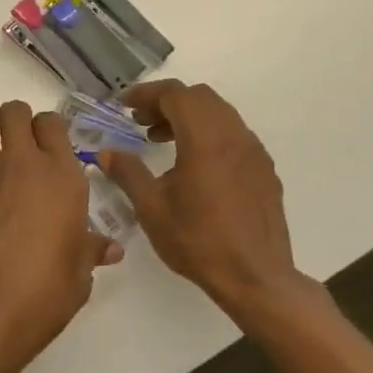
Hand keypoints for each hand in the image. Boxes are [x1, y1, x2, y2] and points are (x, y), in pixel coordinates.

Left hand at [0, 101, 122, 372]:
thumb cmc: (40, 296)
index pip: (52, 123)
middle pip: (15, 111)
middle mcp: (20, 160)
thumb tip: (110, 248)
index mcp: (60, 176)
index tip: (44, 150)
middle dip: (14, 123)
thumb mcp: (77, 276)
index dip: (47, 132)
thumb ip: (90, 250)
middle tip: (13, 149)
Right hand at [100, 80, 317, 322]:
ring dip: (189, 117)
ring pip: (220, 114)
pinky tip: (195, 166)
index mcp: (205, 139)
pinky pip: (234, 135)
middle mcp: (234, 136)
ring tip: (163, 141)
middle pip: (200, 97)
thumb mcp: (152, 208)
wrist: (256, 278)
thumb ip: (128, 173)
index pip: (176, 94)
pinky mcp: (265, 170)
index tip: (125, 105)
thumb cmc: (198, 241)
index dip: (147, 94)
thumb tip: (107, 153)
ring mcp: (254, 152)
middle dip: (167, 102)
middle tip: (141, 122)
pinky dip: (210, 134)